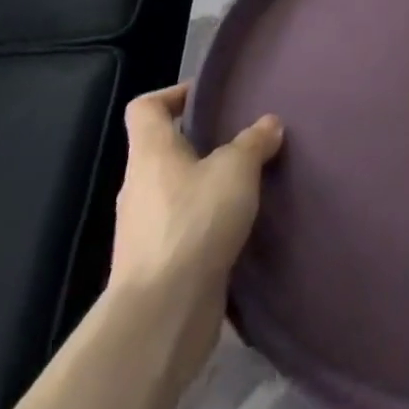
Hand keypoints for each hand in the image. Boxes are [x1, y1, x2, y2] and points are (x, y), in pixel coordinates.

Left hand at [111, 84, 282, 321]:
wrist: (163, 314)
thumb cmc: (194, 222)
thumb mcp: (236, 169)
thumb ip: (254, 142)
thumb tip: (268, 124)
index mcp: (150, 154)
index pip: (145, 108)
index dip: (173, 95)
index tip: (209, 98)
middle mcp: (140, 187)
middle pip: (164, 151)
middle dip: (202, 144)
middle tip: (244, 141)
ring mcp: (146, 230)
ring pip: (178, 192)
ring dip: (209, 187)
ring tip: (250, 184)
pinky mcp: (160, 265)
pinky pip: (186, 229)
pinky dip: (210, 224)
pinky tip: (242, 227)